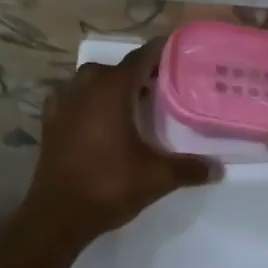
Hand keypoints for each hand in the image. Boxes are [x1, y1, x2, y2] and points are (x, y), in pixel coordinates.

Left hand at [19, 37, 220, 251]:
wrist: (57, 216)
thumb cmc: (109, 186)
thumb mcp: (157, 178)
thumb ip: (189, 168)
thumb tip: (218, 168)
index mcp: (112, 89)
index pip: (141, 57)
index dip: (160, 51)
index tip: (179, 51)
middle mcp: (86, 87)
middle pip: (117, 68)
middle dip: (139, 73)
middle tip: (162, 86)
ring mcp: (63, 103)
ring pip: (91, 81)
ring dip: (110, 85)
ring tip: (131, 102)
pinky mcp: (50, 122)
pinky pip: (71, 98)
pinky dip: (86, 101)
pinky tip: (96, 116)